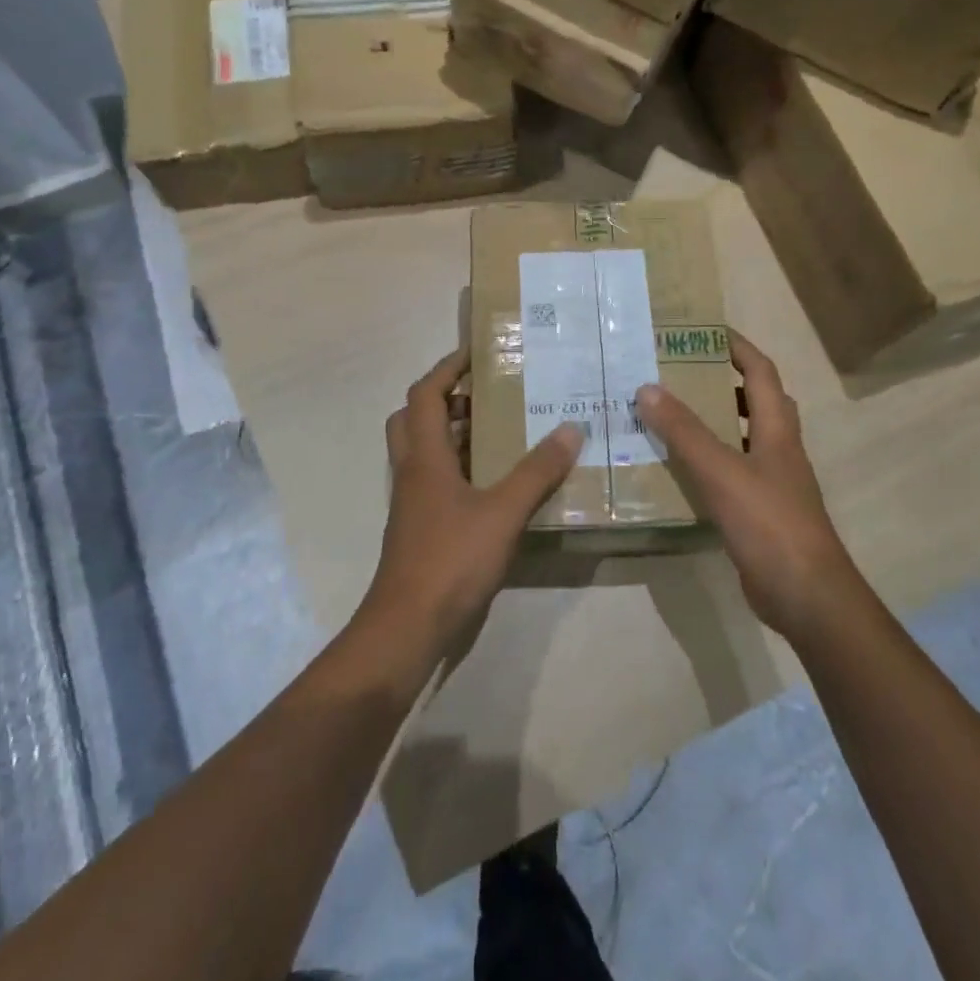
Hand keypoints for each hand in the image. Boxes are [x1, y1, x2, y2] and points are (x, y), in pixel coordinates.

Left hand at [364, 349, 584, 639]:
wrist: (408, 627)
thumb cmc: (450, 560)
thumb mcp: (502, 512)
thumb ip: (537, 472)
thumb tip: (571, 428)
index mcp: (424, 457)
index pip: (425, 394)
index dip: (446, 368)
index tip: (476, 353)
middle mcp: (413, 472)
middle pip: (416, 418)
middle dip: (446, 398)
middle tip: (487, 392)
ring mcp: (415, 503)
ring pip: (427, 451)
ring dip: (455, 433)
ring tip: (502, 428)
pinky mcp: (423, 528)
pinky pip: (439, 481)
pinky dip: (463, 468)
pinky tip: (498, 482)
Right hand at [635, 331, 858, 639]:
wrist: (806, 595)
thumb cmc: (770, 523)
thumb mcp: (722, 472)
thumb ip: (685, 432)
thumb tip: (647, 388)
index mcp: (777, 429)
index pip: (761, 371)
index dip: (736, 346)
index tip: (702, 330)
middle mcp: (778, 449)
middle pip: (755, 401)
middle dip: (720, 381)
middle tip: (676, 373)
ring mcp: (771, 482)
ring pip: (740, 438)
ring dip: (711, 422)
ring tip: (668, 415)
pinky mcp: (759, 511)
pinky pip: (729, 473)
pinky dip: (706, 462)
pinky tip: (676, 469)